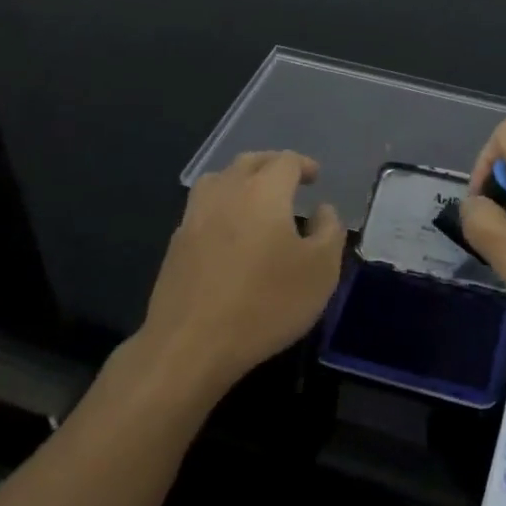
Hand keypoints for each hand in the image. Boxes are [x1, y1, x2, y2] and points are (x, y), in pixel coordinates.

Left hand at [135, 151, 344, 396]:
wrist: (191, 344)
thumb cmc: (266, 303)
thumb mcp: (321, 271)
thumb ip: (329, 231)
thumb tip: (322, 210)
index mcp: (263, 192)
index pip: (285, 161)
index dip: (304, 165)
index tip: (316, 177)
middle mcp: (226, 193)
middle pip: (249, 162)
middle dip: (272, 165)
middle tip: (289, 180)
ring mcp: (194, 216)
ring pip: (218, 179)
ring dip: (240, 179)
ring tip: (255, 197)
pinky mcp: (175, 244)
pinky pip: (202, 208)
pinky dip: (221, 206)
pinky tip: (230, 231)